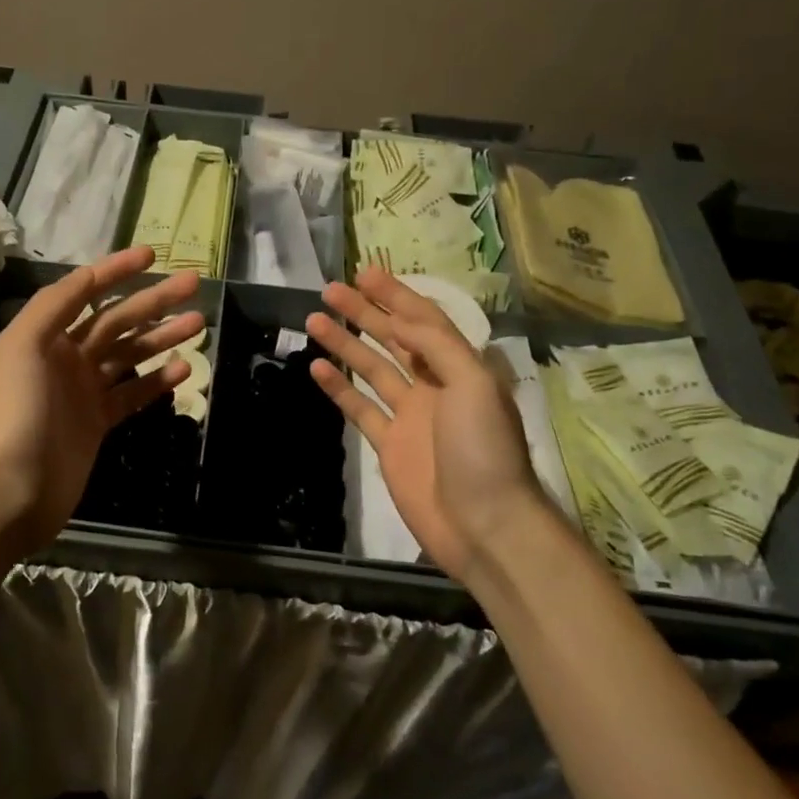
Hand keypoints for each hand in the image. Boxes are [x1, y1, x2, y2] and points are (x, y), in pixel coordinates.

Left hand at [0, 246, 202, 554]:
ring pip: (130, 354)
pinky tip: (184, 368)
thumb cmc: (14, 412)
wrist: (9, 491)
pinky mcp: (98, 423)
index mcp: (44, 335)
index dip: (117, 270)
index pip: (86, 291)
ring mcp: (83, 391)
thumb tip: (88, 275)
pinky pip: (133, 393)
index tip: (152, 255)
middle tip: (192, 284)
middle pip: (117, 320)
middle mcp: (64, 357)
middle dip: (153, 301)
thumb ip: (53, 306)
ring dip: (162, 336)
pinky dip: (157, 380)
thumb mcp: (22, 346)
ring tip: (198, 322)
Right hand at [305, 268, 541, 583]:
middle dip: (365, 312)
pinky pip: (360, 408)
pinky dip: (339, 388)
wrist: (483, 524)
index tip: (365, 274)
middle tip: (331, 290)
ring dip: (346, 343)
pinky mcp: (389, 444)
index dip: (396, 295)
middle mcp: (435, 385)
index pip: (424, 320)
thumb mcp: (473, 385)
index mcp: (461, 368)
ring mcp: (410, 416)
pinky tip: (318, 368)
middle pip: (394, 339)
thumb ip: (438, 346)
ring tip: (315, 320)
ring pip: (372, 369)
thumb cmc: (484, 450)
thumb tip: (402, 321)